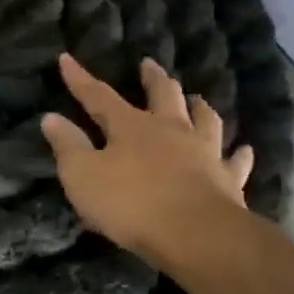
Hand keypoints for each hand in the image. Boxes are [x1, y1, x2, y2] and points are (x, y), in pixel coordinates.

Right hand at [42, 54, 253, 266]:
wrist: (196, 235)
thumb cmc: (130, 203)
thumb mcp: (82, 175)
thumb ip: (67, 146)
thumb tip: (51, 117)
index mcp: (131, 127)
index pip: (99, 96)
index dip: (80, 79)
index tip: (66, 59)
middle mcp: (171, 130)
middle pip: (164, 95)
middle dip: (152, 79)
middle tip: (149, 64)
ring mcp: (204, 153)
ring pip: (205, 120)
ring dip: (198, 107)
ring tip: (196, 99)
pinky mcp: (227, 180)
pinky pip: (235, 161)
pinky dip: (238, 154)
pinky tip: (243, 149)